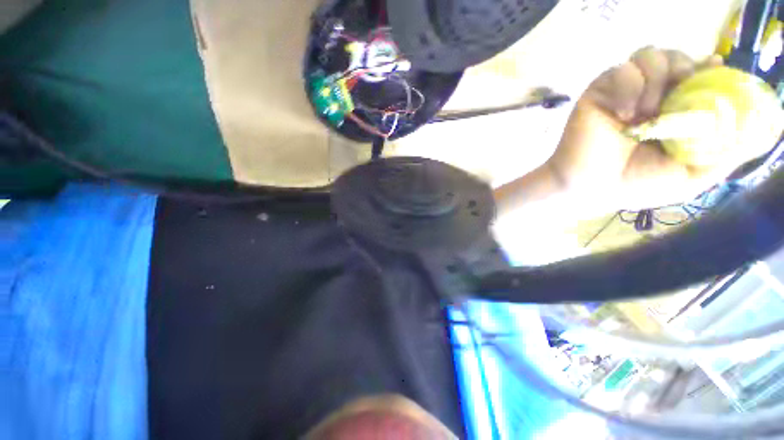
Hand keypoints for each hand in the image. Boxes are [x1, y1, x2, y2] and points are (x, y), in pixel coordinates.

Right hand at [547, 47, 727, 209]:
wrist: (589, 189)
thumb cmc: (636, 185)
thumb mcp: (693, 176)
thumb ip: (727, 152)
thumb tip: (768, 130)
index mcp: (672, 112)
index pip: (696, 75)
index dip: (708, 68)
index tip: (716, 68)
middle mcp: (650, 97)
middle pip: (675, 56)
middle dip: (683, 68)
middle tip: (679, 93)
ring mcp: (623, 93)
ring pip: (650, 54)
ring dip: (655, 78)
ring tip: (645, 113)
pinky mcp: (600, 93)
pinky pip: (622, 69)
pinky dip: (630, 86)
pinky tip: (625, 113)